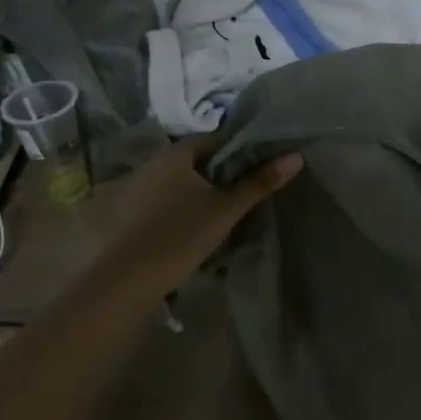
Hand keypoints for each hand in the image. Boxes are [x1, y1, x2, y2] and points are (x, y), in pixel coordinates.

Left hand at [96, 137, 301, 291]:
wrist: (127, 279)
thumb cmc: (181, 234)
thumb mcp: (227, 209)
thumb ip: (260, 182)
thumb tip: (296, 157)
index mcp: (175, 154)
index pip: (213, 140)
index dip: (236, 151)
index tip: (255, 169)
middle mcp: (151, 163)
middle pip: (193, 161)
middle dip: (216, 173)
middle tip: (241, 193)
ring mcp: (134, 188)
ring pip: (175, 182)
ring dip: (194, 192)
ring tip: (218, 213)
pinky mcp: (125, 214)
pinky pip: (159, 201)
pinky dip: (176, 208)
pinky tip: (188, 229)